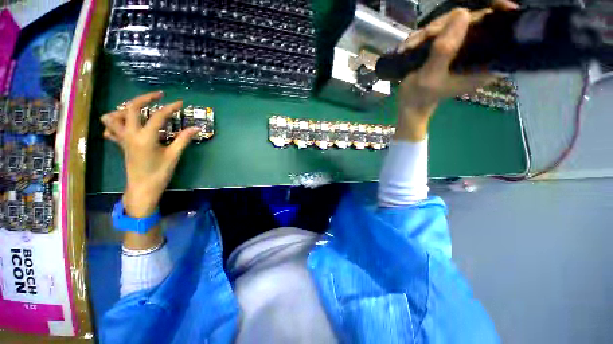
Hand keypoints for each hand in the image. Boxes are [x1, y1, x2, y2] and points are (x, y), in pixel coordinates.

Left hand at [101, 91, 198, 217]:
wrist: (142, 188)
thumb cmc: (159, 173)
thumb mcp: (174, 156)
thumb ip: (183, 139)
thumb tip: (196, 128)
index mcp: (145, 137)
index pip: (158, 116)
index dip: (170, 108)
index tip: (180, 103)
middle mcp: (130, 134)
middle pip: (131, 107)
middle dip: (145, 98)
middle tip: (159, 96)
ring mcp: (122, 139)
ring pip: (112, 116)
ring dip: (125, 109)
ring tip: (140, 111)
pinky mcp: (120, 144)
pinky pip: (110, 129)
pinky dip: (116, 123)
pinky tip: (128, 125)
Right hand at [395, 0, 516, 140]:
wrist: (409, 107)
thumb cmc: (419, 97)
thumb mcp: (429, 75)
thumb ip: (444, 49)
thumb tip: (461, 14)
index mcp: (482, 65)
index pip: (503, 34)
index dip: (503, 16)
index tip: (498, 6)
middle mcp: (479, 57)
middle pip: (478, 24)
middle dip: (452, 23)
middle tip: (426, 37)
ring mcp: (464, 54)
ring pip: (459, 26)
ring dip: (436, 31)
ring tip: (413, 46)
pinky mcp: (452, 53)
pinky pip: (448, 34)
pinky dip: (433, 34)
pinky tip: (416, 44)